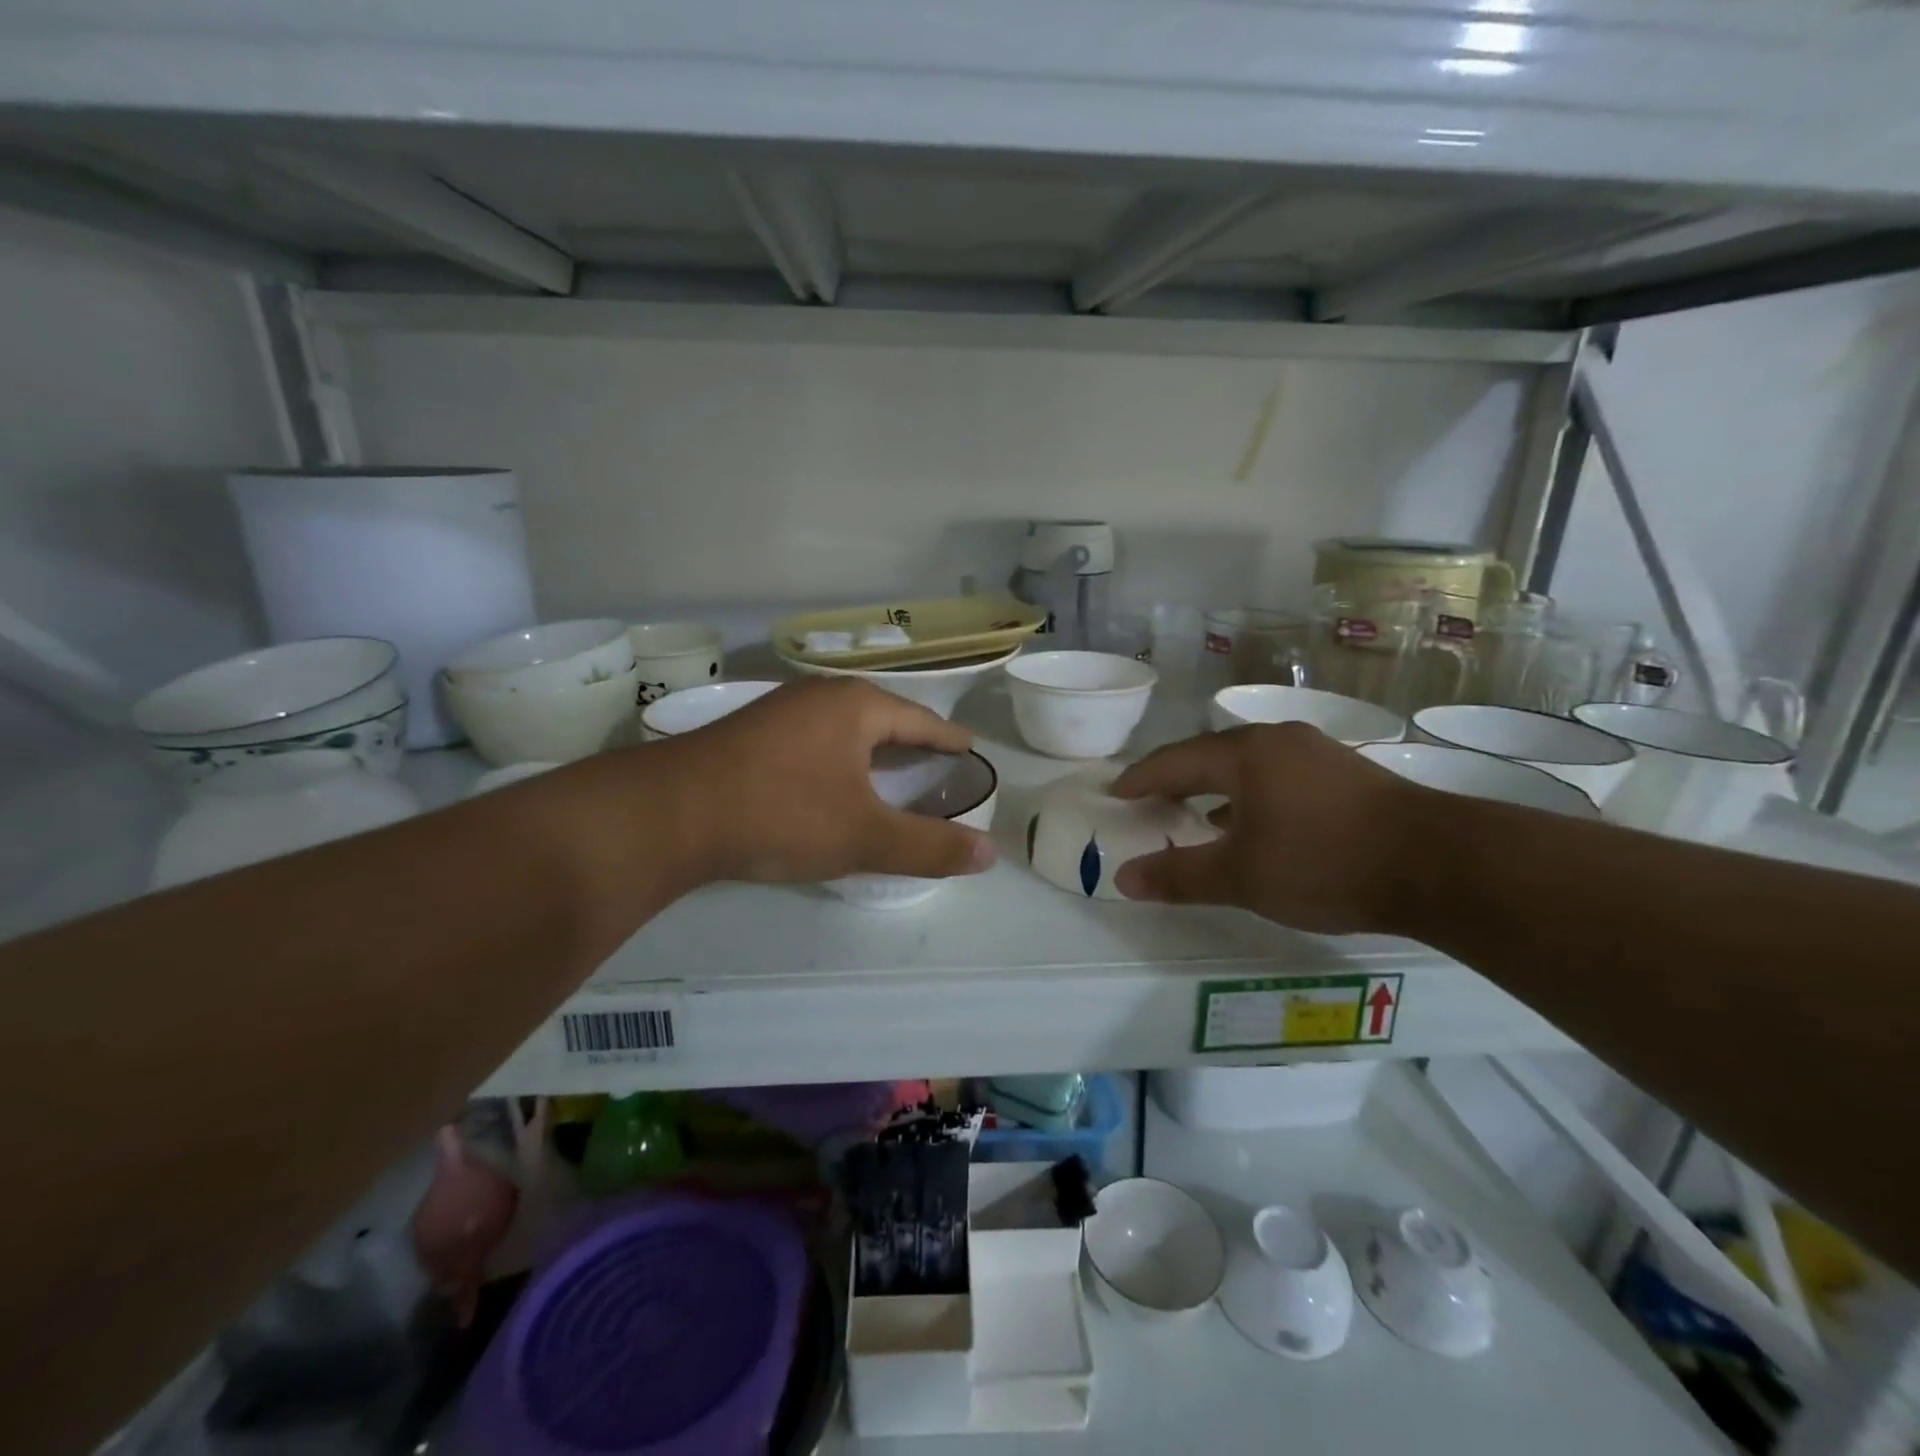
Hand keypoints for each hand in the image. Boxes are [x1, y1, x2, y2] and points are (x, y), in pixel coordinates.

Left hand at [660, 678, 997, 884]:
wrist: (668, 814)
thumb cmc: (781, 813)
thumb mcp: (864, 836)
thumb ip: (929, 847)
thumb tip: (990, 854)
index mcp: (857, 706)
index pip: (922, 720)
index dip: (949, 740)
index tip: (971, 751)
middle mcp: (820, 696)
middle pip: (883, 719)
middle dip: (912, 744)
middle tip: (938, 768)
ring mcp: (780, 711)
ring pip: (844, 729)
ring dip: (872, 752)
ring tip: (893, 774)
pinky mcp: (750, 735)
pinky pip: (814, 742)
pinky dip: (838, 760)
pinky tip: (833, 782)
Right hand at [1108, 723, 1418, 933]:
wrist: (1439, 864)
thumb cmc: (1323, 861)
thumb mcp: (1241, 877)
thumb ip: (1179, 875)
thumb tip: (1123, 878)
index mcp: (1244, 754)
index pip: (1174, 761)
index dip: (1141, 779)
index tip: (1114, 792)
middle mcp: (1277, 741)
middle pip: (1210, 756)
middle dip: (1176, 779)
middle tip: (1149, 800)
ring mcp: (1316, 753)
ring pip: (1248, 766)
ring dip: (1215, 788)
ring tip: (1195, 813)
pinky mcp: (1346, 774)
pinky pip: (1278, 777)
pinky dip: (1251, 796)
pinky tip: (1255, 824)